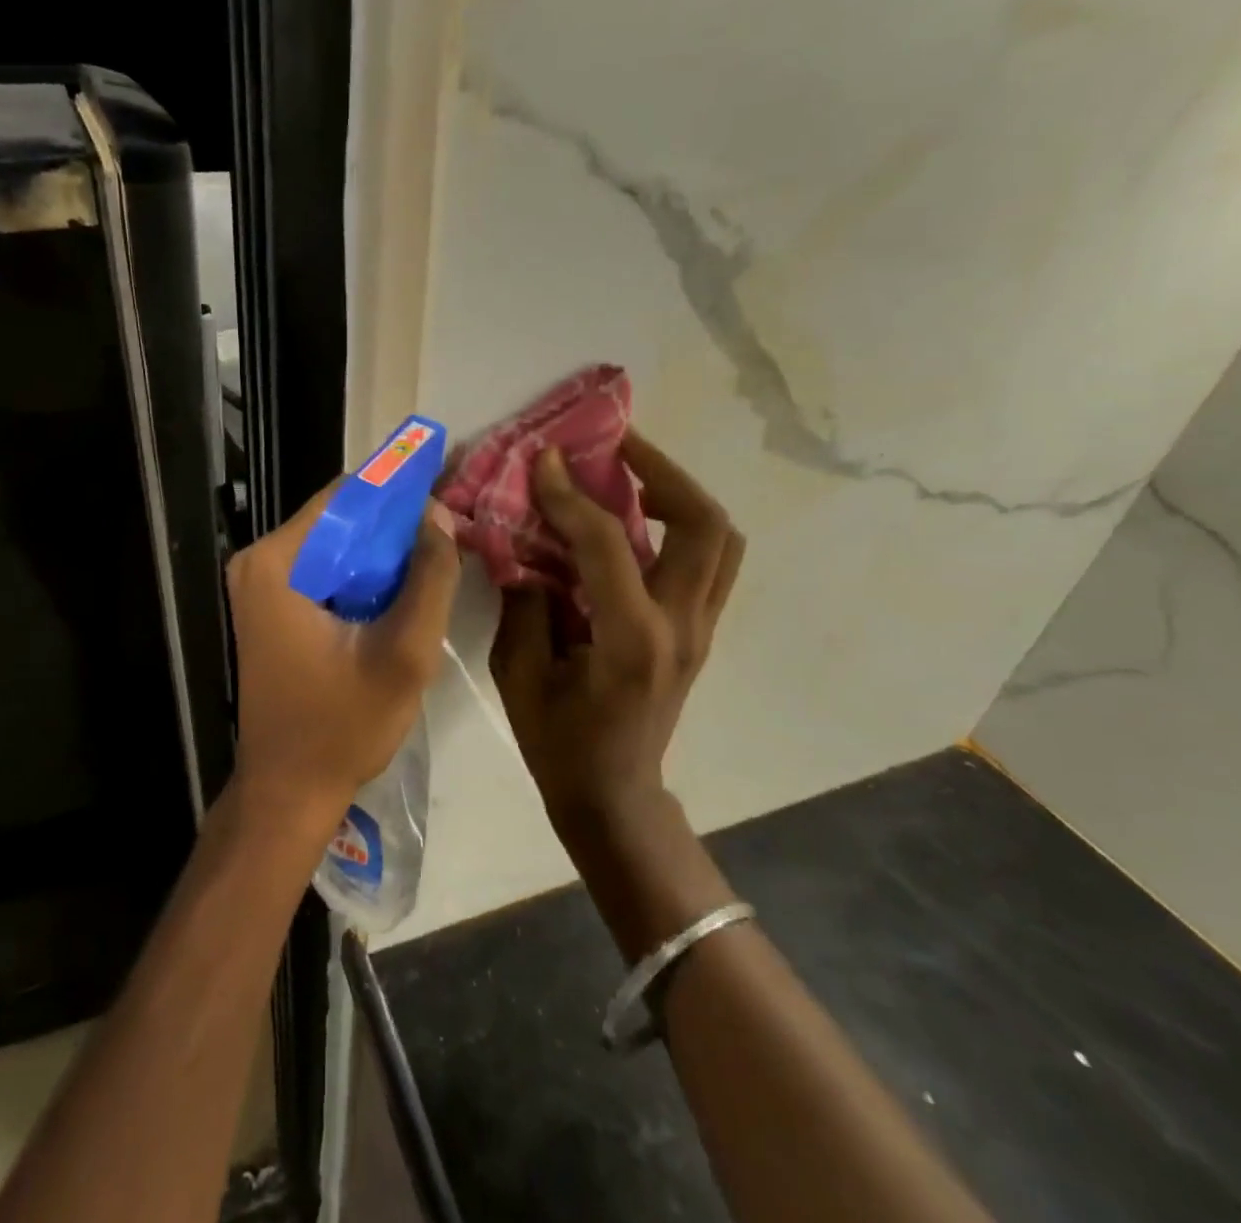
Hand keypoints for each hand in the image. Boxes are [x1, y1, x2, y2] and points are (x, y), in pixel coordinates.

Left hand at [226, 485, 461, 830]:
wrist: (289, 791)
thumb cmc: (343, 726)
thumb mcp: (404, 653)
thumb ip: (430, 578)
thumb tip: (439, 515)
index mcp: (278, 561)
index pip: (346, 496)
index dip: (399, 491)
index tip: (445, 495)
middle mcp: (259, 561)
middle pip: (340, 518)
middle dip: (394, 527)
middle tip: (447, 539)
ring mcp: (260, 585)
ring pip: (336, 545)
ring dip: (382, 553)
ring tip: (433, 565)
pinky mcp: (270, 606)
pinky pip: (325, 571)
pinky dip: (362, 576)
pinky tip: (399, 593)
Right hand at [490, 431, 744, 842]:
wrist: (614, 794)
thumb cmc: (559, 742)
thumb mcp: (519, 674)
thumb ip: (525, 603)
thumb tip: (526, 548)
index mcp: (631, 641)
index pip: (607, 544)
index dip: (571, 495)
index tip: (545, 459)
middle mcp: (681, 627)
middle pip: (704, 525)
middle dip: (661, 472)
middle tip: (615, 447)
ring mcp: (700, 628)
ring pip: (721, 538)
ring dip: (680, 494)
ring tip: (632, 474)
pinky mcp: (699, 630)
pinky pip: (709, 560)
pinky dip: (680, 525)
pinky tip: (636, 519)